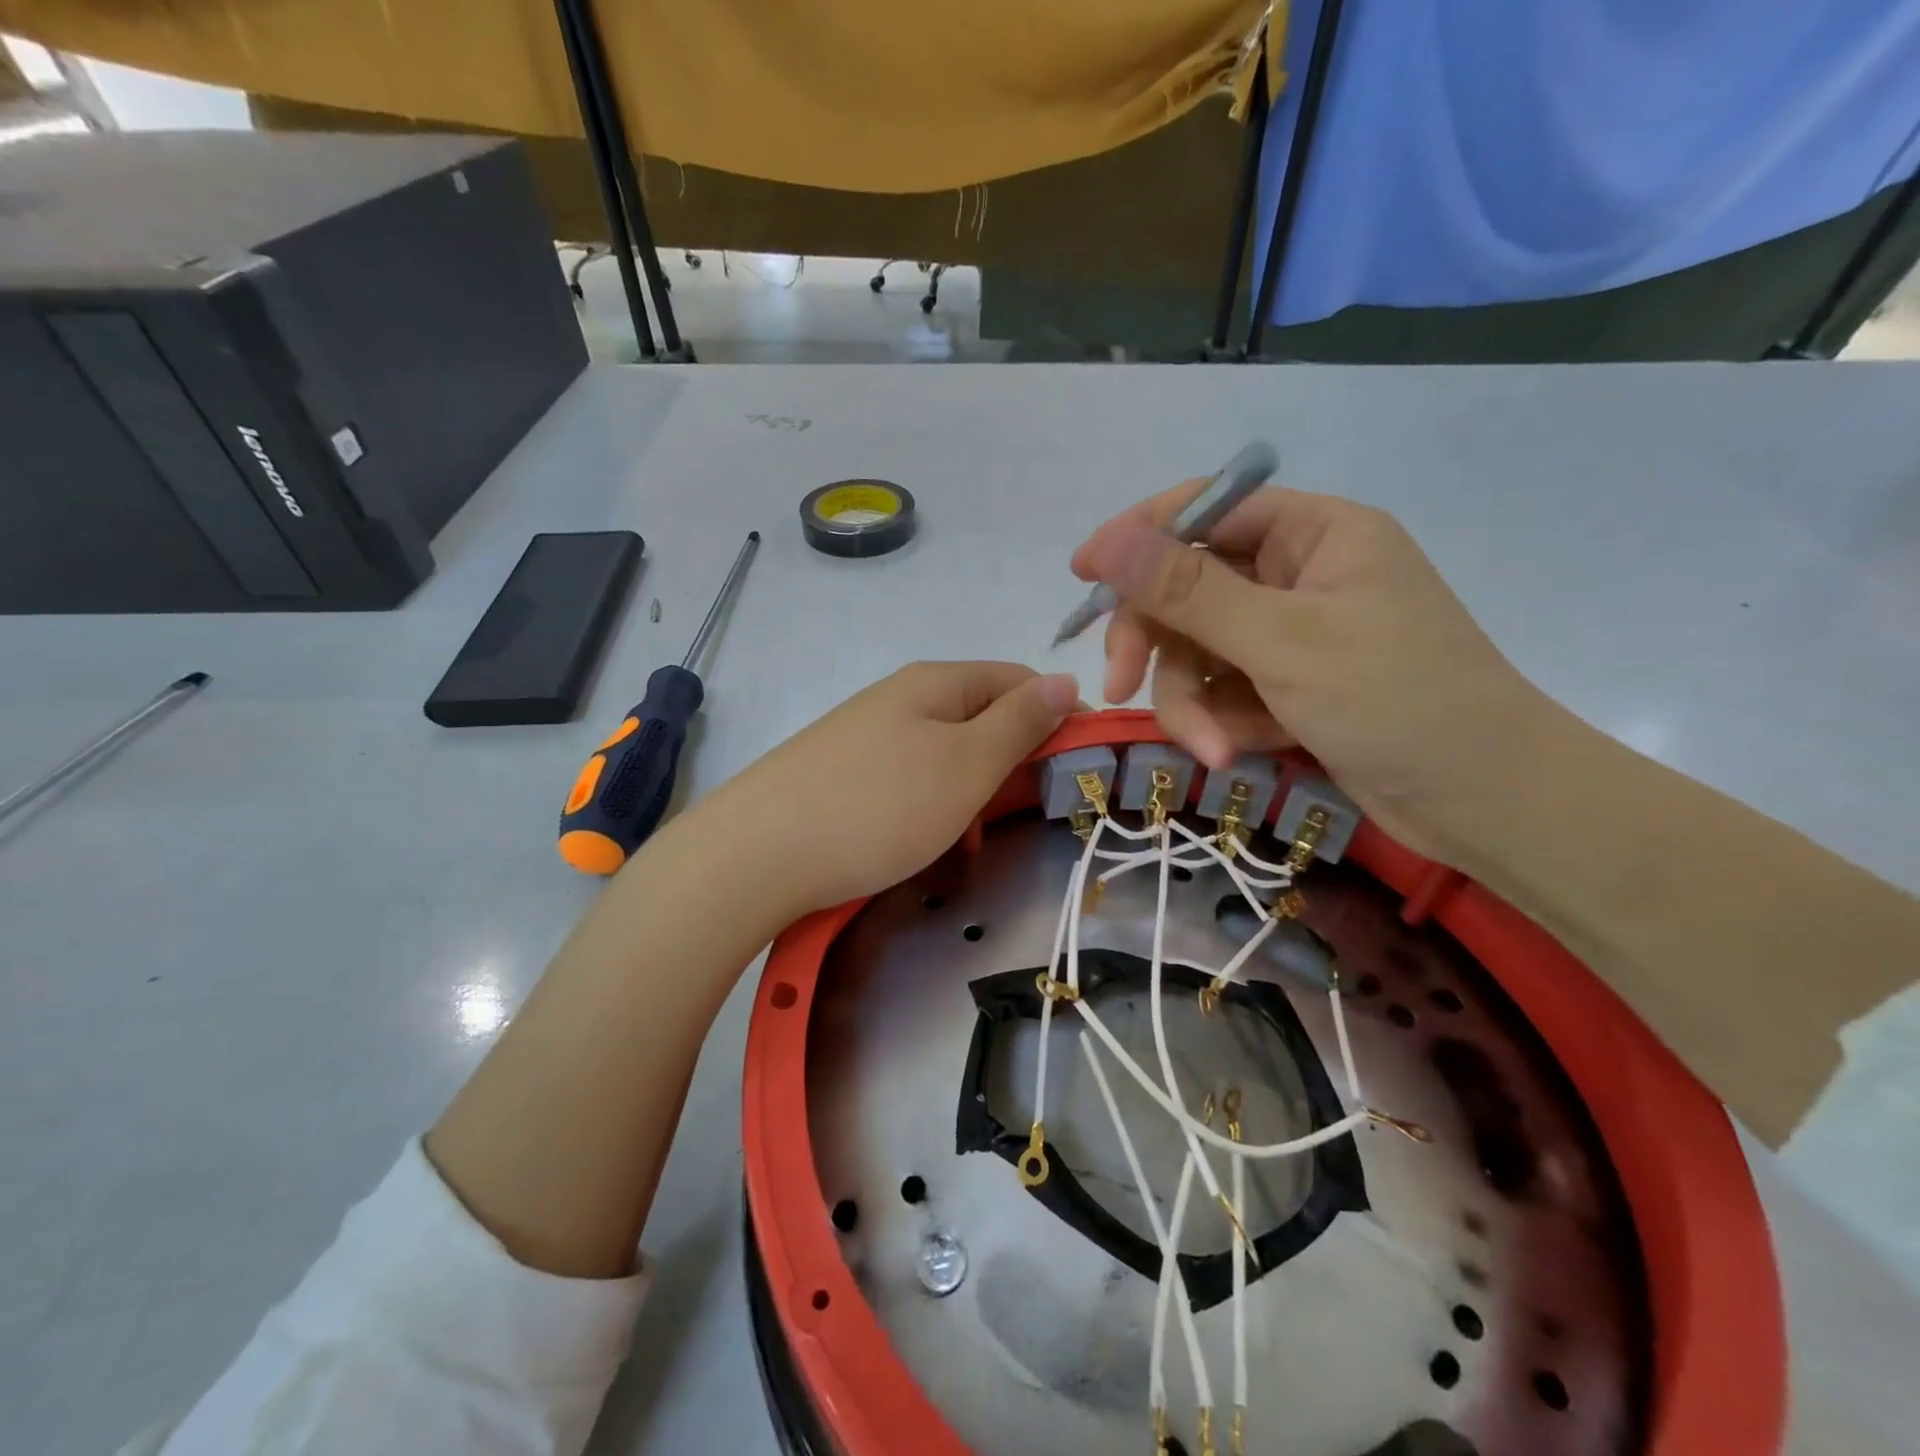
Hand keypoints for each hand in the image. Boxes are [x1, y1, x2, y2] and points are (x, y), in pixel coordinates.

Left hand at [701, 661, 1078, 917]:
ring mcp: (866, 734)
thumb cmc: (879, 806)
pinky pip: (908, 779)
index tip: (1078, 767)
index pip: (1018, 680)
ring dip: (972, 793)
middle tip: (1022, 814)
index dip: (1057, 716)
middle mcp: (900, 697)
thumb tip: (1065, 679)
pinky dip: (931, 808)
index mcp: (936, 682)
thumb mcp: (966, 764)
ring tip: (970, 841)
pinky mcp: (842, 772)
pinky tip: (925, 843)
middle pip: (981, 716)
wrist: (757, 854)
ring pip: (945, 754)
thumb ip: (1020, 722)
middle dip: (1012, 762)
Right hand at [1071, 482, 1552, 860]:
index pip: (1205, 510)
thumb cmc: (1397, 701)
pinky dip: (1221, 722)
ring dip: (1191, 702)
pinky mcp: (1288, 687)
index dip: (1138, 538)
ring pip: (1199, 651)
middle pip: (1189, 590)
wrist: (1485, 803)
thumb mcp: (1282, 641)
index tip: (1083, 576)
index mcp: (1314, 533)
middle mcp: (1299, 575)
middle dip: (1156, 644)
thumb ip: (1188, 591)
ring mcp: (1292, 635)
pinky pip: (1224, 690)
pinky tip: (1236, 754)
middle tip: (1119, 686)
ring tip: (1211, 749)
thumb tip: (1107, 542)